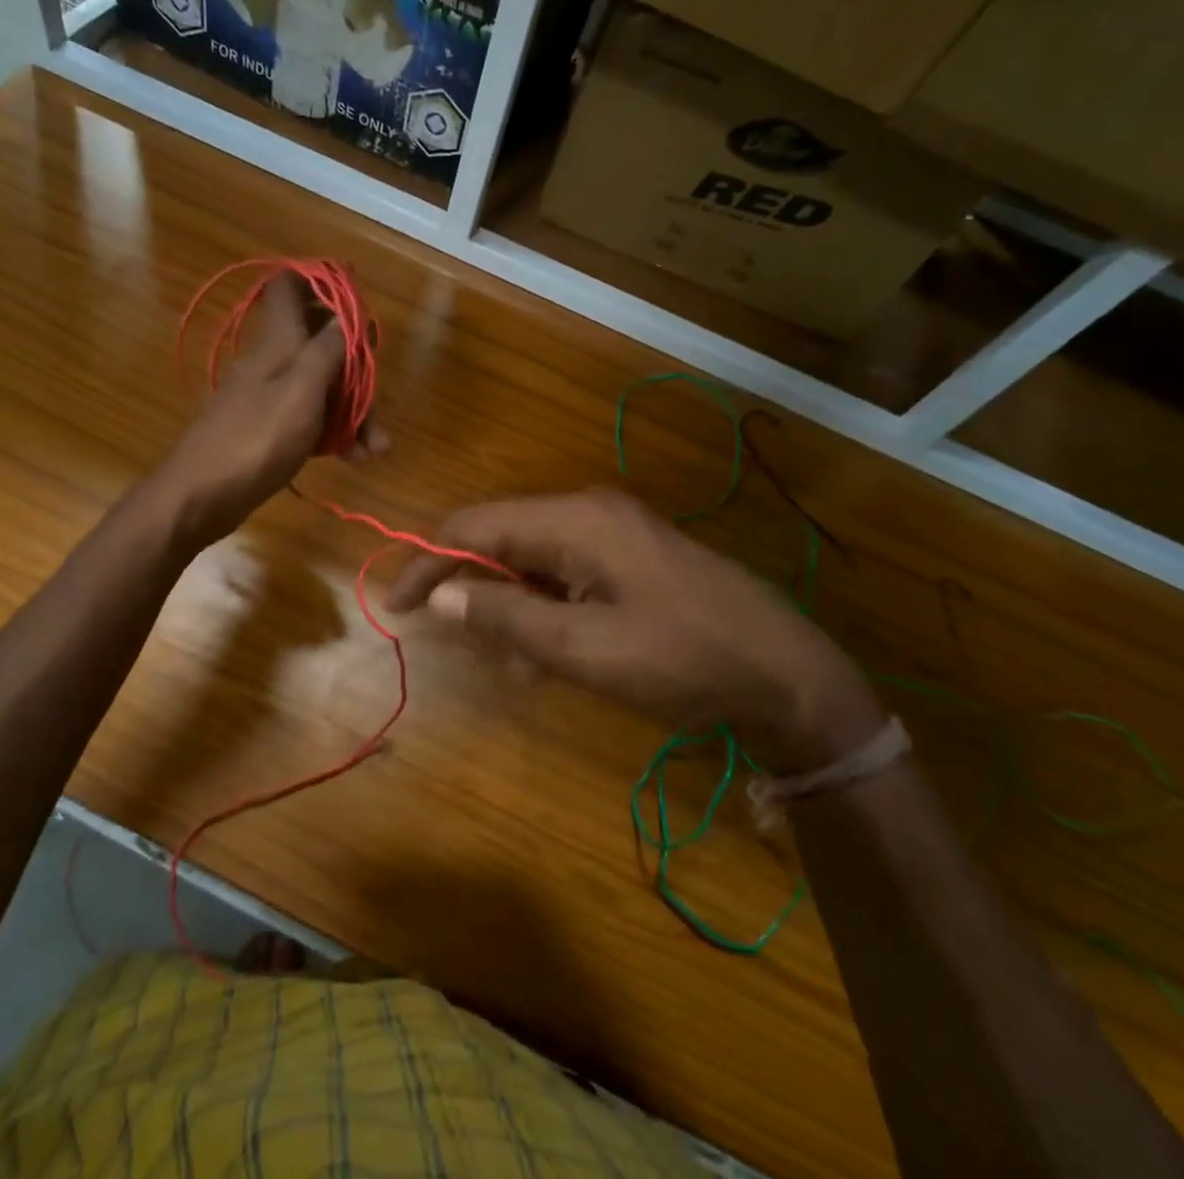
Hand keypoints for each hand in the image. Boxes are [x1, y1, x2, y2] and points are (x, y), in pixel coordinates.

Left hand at [151, 272, 386, 545]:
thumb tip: (349, 315)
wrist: (201, 495)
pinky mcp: (270, 429)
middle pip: (321, 345)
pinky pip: (311, 420)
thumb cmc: (257, 438)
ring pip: (323, 388)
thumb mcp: (303, 389)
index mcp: (278, 340)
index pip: (291, 287)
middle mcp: (274, 361)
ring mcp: (271, 396)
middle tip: (378, 402)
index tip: (358, 307)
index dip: (324, 285)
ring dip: (353, 412)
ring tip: (375, 449)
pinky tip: (353, 458)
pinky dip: (334, 435)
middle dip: (356, 371)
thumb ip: (329, 349)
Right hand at [384, 489, 881, 772]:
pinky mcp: (629, 555)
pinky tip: (548, 650)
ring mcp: (613, 532)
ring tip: (511, 661)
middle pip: (501, 537)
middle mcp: (588, 512)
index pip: (475, 527)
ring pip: (532, 558)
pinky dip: (544, 607)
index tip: (397, 606)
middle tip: (451, 639)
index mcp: (575, 521)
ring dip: (508, 603)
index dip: (428, 563)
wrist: (786, 670)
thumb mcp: (585, 648)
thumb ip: (507, 617)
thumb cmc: (682, 659)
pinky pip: (565, 572)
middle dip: (469, 586)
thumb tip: (441, 595)